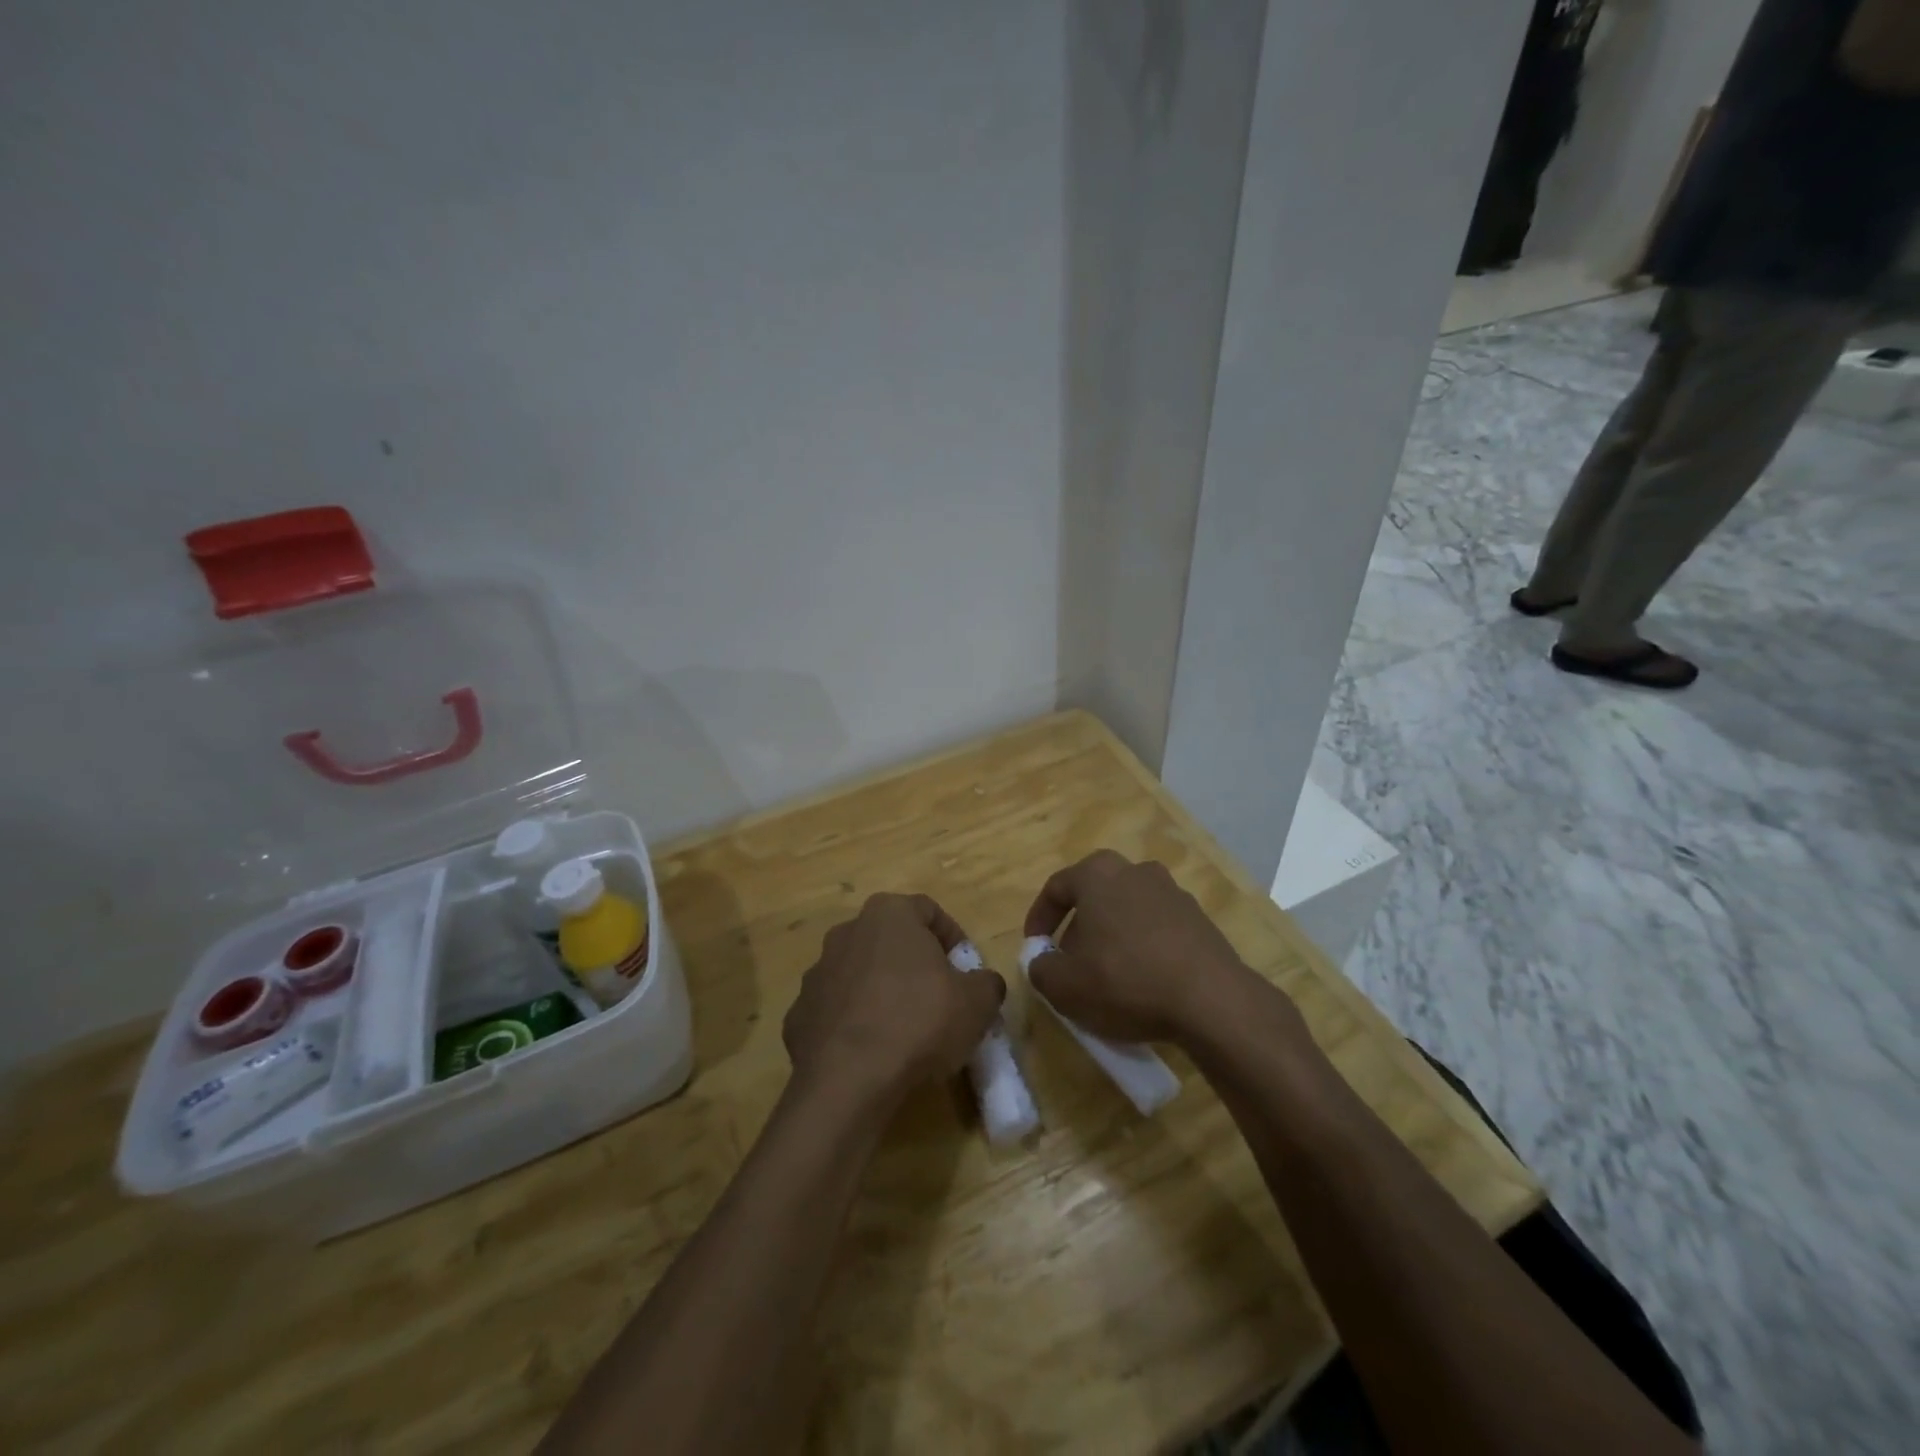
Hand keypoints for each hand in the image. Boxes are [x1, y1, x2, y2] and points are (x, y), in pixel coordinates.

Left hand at [784, 893, 1004, 1108]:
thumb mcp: (977, 1002)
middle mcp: (848, 931)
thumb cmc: (919, 1022)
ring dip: (882, 992)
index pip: (929, 911)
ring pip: (861, 974)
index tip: (966, 972)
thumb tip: (982, 984)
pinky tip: (872, 1053)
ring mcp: (818, 972)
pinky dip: (854, 1024)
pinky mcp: (799, 1013)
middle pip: (891, 940)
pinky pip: (837, 1010)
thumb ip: (986, 983)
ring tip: (904, 1031)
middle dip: (915, 965)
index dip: (953, 939)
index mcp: (889, 914)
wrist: (847, 1079)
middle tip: (938, 999)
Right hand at [1023, 851, 1268, 1044]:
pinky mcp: (1199, 920)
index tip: (1035, 948)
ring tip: (1108, 976)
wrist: (1211, 1000)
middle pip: (1095, 896)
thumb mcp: (1064, 985)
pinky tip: (1143, 982)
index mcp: (1098, 873)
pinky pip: (1158, 929)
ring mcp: (1173, 893)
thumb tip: (1043, 961)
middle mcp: (1136, 871)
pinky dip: (1143, 949)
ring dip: (1112, 937)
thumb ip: (1040, 968)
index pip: (1056, 887)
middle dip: (1078, 928)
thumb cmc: (1125, 980)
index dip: (1039, 919)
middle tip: (1070, 963)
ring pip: (1127, 911)